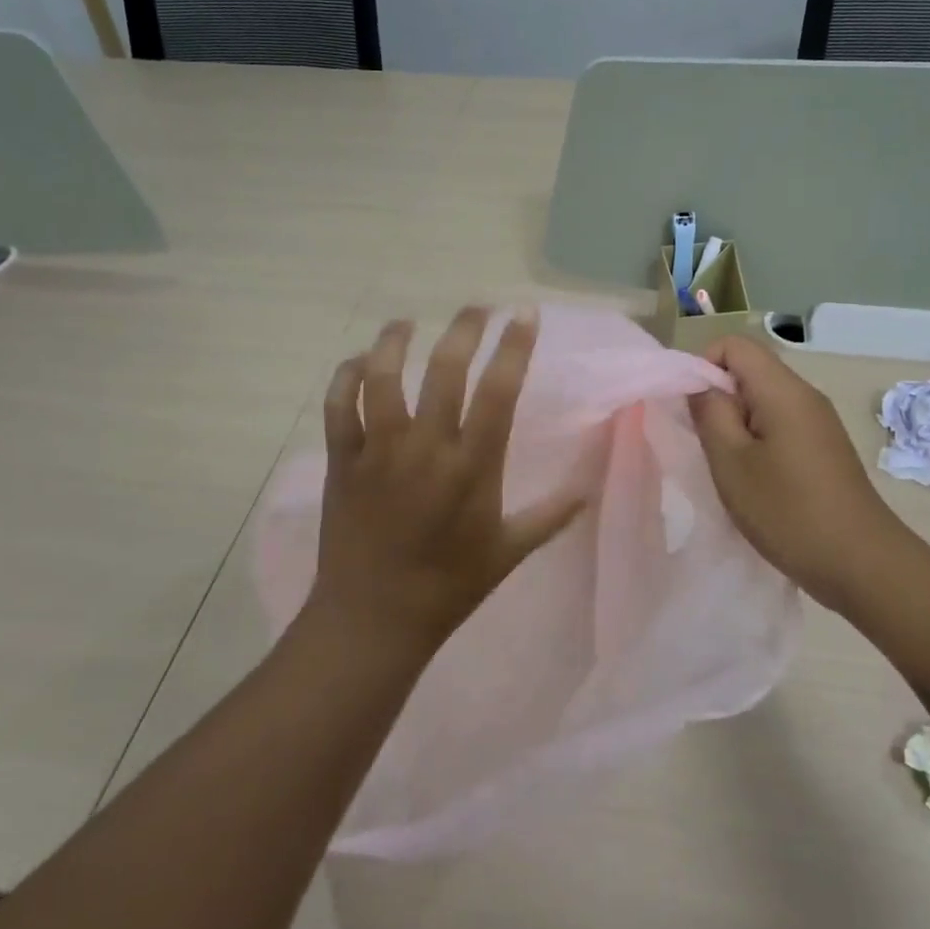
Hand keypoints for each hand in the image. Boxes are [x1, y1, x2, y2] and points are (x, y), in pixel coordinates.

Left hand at [310, 306, 585, 654]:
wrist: (374, 619)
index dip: (514, 346)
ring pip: (383, 376)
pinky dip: (347, 377)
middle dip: (464, 328)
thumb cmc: (449, 587)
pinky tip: (360, 363)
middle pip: (444, 369)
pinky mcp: (341, 461)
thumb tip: (590, 485)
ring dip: (395, 340)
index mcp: (472, 468)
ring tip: (407, 323)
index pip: (499, 391)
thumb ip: (552, 514)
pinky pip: (339, 406)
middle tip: (477, 308)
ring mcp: (378, 452)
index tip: (523, 315)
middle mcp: (426, 449)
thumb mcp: (510, 552)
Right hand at [688, 335, 909, 602]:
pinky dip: (756, 442)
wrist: (862, 564)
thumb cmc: (788, 511)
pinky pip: (780, 425)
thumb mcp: (731, 462)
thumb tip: (699, 384)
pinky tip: (754, 481)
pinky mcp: (823, 448)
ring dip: (735, 425)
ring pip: (762, 401)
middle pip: (749, 371)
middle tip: (705, 444)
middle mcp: (805, 396)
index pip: (733, 345)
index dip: (702, 365)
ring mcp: (818, 423)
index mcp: (783, 390)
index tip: (690, 409)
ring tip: (728, 467)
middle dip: (717, 399)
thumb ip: (709, 413)